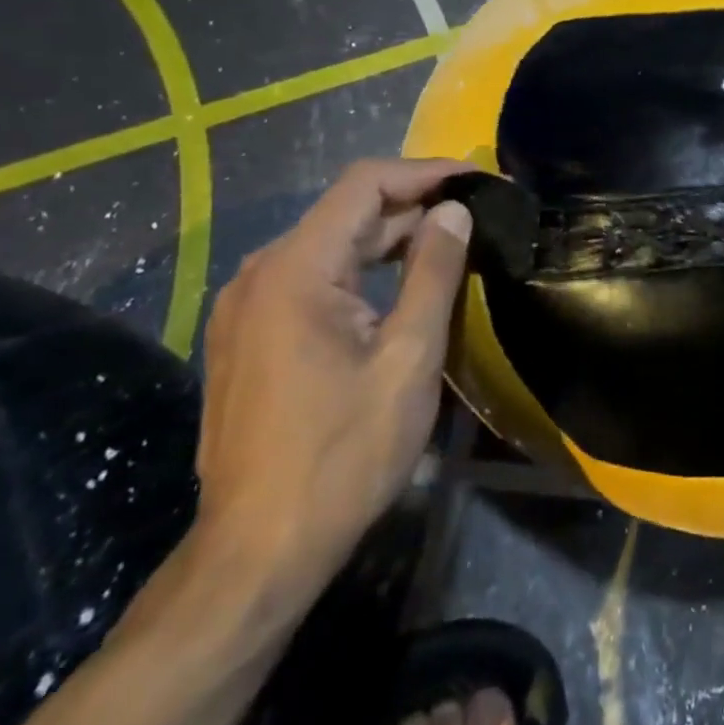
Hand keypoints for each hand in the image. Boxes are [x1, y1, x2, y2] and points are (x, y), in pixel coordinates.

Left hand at [191, 158, 472, 611]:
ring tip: (449, 243)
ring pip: (329, 245)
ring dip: (389, 238)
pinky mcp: (248, 336)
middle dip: (412, 205)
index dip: (425, 172)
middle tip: (474, 212)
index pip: (364, 185)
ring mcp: (246, 307)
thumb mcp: (408, 358)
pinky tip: (399, 286)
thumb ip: (434, 273)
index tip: (477, 176)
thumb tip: (454, 211)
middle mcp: (260, 274)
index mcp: (295, 269)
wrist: (257, 552)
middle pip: (345, 212)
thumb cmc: (343, 454)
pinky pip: (312, 278)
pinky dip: (361, 269)